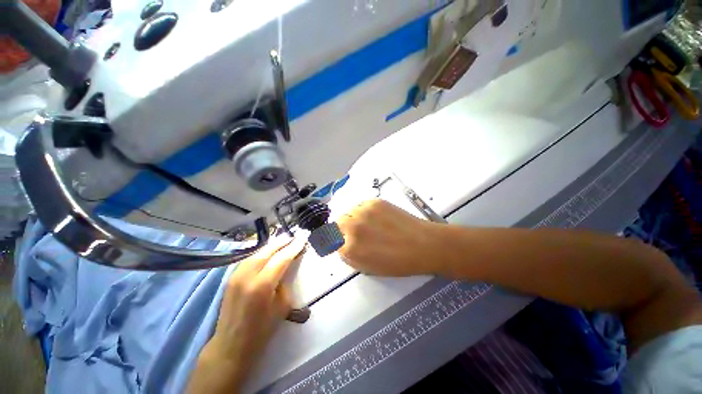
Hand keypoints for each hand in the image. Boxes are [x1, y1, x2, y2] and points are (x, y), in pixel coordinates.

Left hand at [187, 235, 305, 393]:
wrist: (231, 345)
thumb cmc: (261, 330)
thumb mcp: (282, 307)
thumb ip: (284, 283)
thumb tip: (284, 268)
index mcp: (262, 285)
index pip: (282, 258)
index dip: (294, 247)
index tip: (303, 237)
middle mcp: (247, 276)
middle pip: (268, 251)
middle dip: (283, 242)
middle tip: (294, 236)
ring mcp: (236, 276)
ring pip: (257, 252)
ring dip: (272, 245)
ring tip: (284, 241)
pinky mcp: (231, 278)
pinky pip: (249, 259)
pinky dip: (261, 252)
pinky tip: (268, 251)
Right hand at [337, 199, 444, 276]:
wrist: (423, 244)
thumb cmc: (397, 262)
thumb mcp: (367, 267)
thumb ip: (348, 255)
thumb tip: (340, 244)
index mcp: (351, 248)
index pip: (330, 240)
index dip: (335, 241)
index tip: (339, 241)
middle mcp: (353, 226)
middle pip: (336, 223)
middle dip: (342, 229)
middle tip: (355, 234)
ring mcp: (364, 211)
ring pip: (348, 212)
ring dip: (353, 219)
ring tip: (368, 225)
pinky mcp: (375, 201)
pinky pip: (360, 205)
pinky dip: (363, 212)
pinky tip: (376, 218)